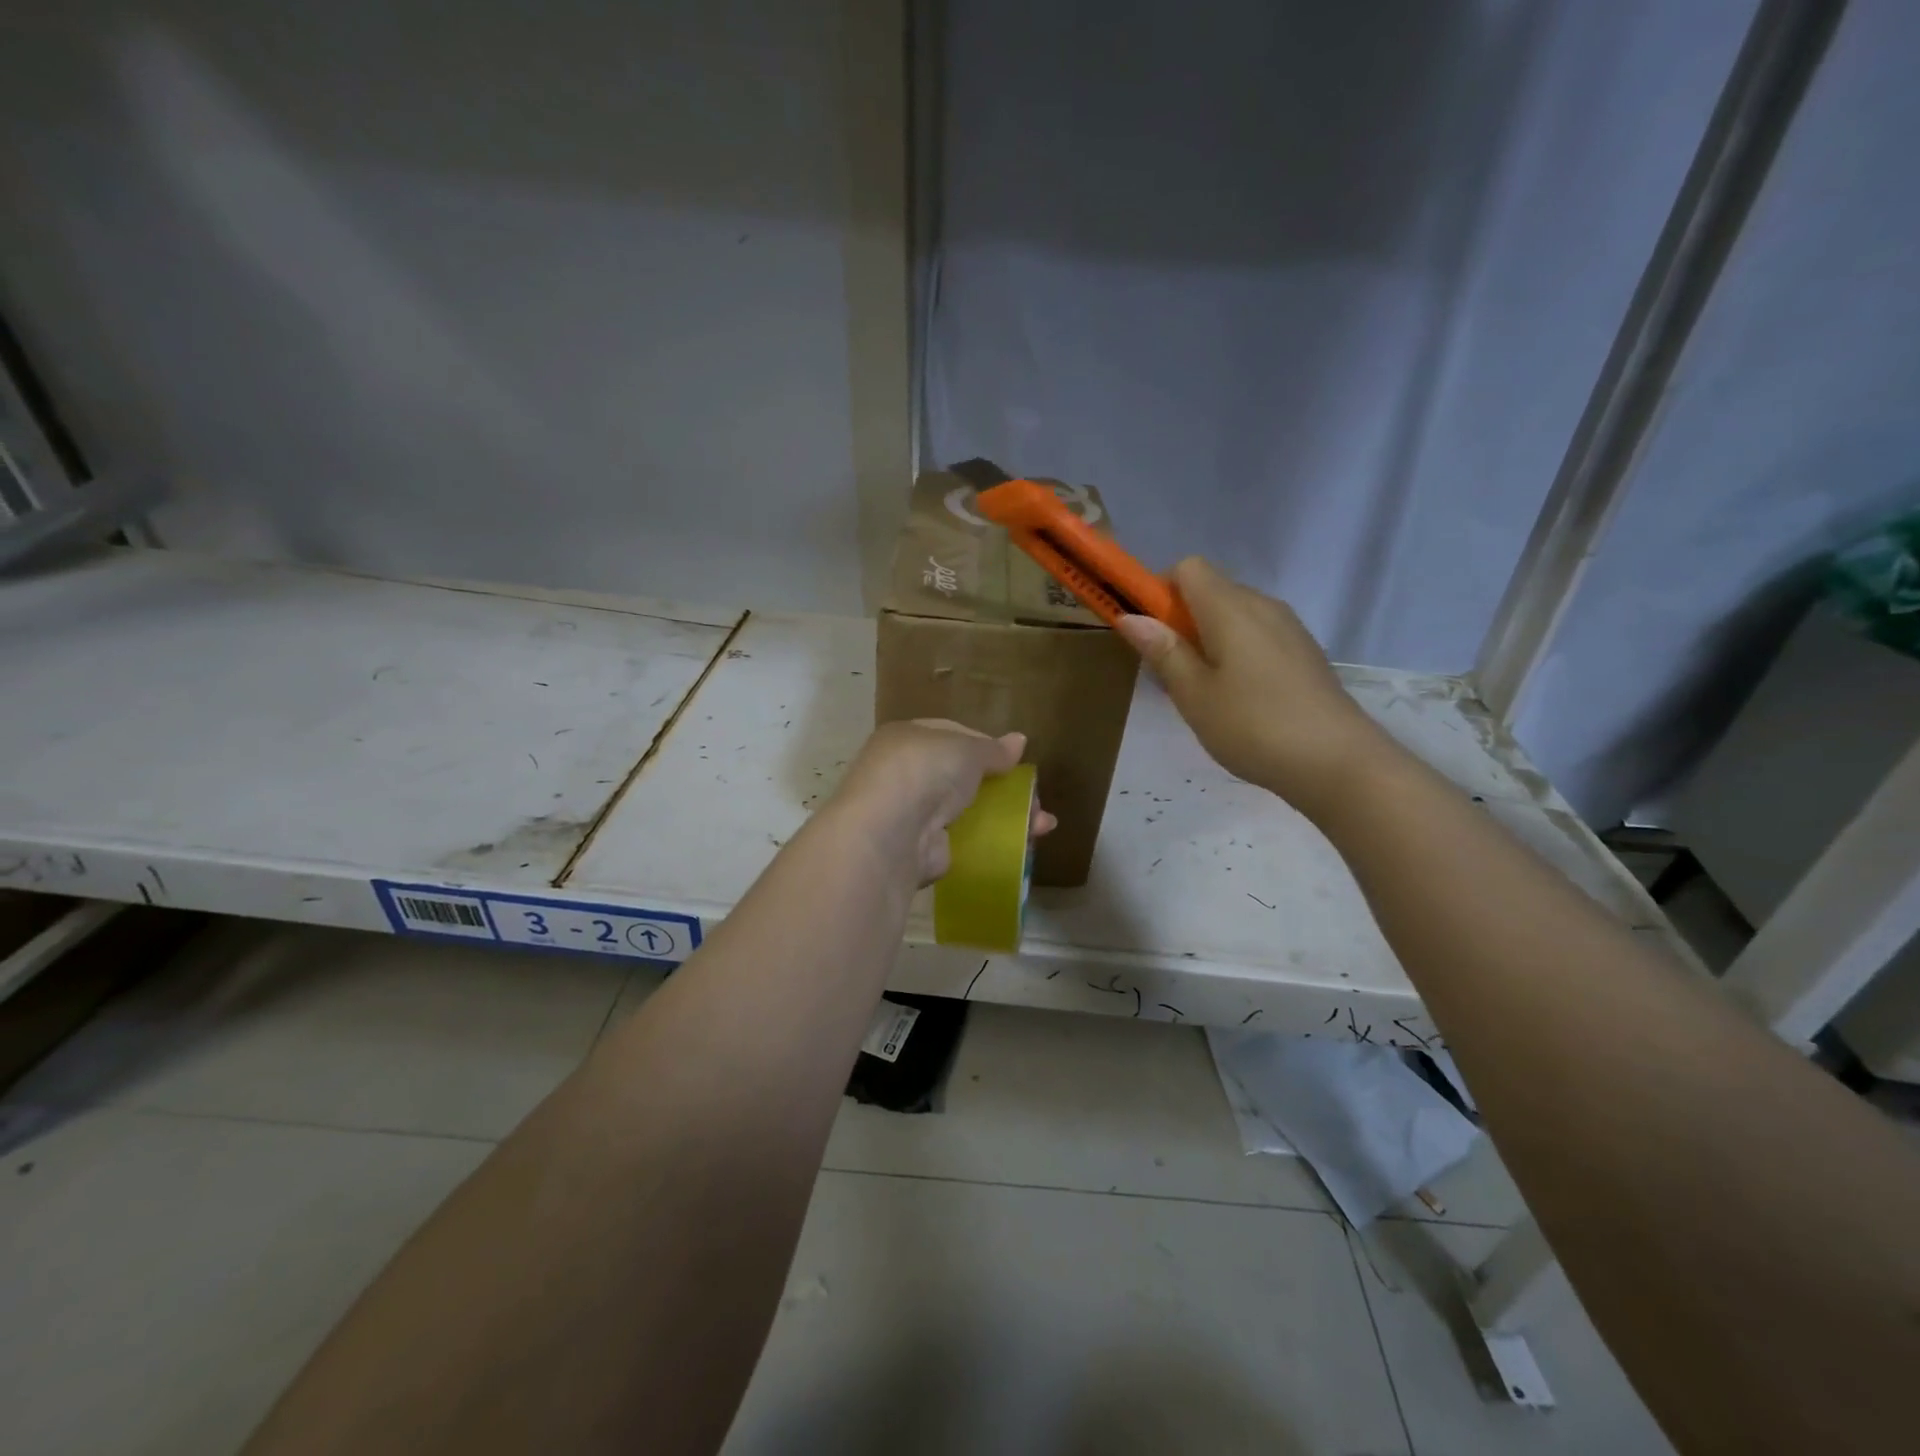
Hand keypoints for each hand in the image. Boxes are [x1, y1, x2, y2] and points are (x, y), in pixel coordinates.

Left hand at [830, 719, 1055, 884]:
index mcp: (906, 738)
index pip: (950, 735)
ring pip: (967, 810)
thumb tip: (1019, 741)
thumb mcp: (966, 749)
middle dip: (1002, 787)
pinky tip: (1023, 846)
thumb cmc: (925, 771)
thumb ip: (993, 749)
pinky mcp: (923, 849)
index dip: (984, 746)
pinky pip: (964, 840)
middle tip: (1035, 798)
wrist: (891, 833)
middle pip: (961, 776)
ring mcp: (913, 814)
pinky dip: (991, 843)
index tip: (1014, 760)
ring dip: (1006, 817)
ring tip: (1042, 825)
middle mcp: (905, 774)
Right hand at [1115, 557, 1398, 822]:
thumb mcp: (1194, 694)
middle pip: (1210, 590)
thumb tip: (1131, 616)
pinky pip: (1256, 635)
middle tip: (1170, 673)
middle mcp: (1262, 605)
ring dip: (1207, 640)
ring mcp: (1288, 628)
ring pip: (1233, 615)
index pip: (1187, 568)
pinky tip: (1237, 700)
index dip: (1159, 591)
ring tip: (1203, 693)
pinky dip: (1235, 652)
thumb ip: (1164, 651)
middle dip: (1180, 621)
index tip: (1149, 632)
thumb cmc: (1253, 726)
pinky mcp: (1303, 652)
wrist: (1337, 762)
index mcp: (1230, 608)